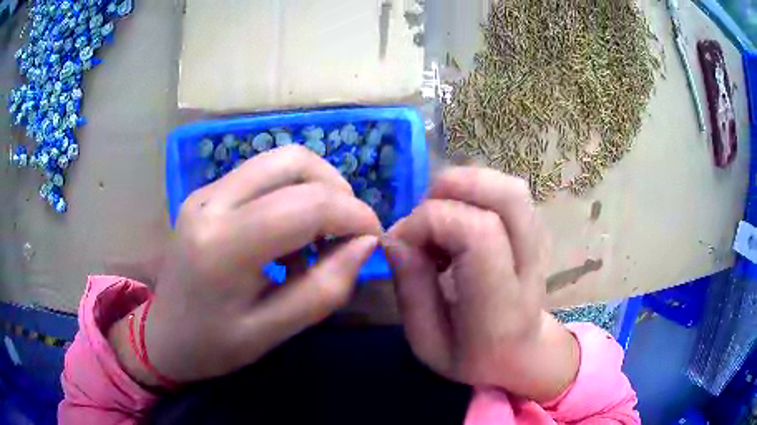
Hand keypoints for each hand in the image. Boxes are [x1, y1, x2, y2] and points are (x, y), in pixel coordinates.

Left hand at [109, 145, 381, 385]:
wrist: (164, 335)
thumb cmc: (214, 346)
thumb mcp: (273, 333)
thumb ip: (325, 289)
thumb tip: (366, 244)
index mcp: (224, 246)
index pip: (306, 204)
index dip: (353, 214)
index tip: (373, 238)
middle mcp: (211, 203)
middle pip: (293, 161)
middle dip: (337, 190)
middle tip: (348, 231)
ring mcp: (205, 192)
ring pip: (278, 160)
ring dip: (315, 187)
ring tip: (319, 234)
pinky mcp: (206, 193)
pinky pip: (261, 175)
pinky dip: (291, 193)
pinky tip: (288, 234)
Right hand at [385, 167, 578, 401]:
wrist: (522, 354)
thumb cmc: (472, 356)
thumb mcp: (427, 341)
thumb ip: (411, 289)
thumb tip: (394, 235)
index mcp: (501, 307)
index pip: (478, 234)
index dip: (430, 221)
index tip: (402, 241)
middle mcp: (529, 267)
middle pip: (506, 196)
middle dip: (452, 189)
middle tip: (424, 218)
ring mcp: (540, 245)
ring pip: (509, 188)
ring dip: (464, 187)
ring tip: (441, 218)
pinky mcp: (538, 232)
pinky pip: (508, 192)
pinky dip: (475, 192)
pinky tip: (459, 221)